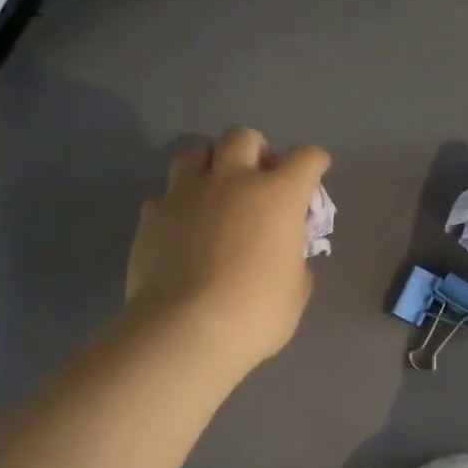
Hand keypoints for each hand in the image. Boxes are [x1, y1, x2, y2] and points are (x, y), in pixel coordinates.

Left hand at [126, 127, 331, 375]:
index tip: (314, 173)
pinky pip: (165, 191)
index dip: (314, 162)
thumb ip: (294, 259)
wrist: (185, 330)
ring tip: (212, 187)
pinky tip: (181, 222)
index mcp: (277, 195)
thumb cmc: (256, 313)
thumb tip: (285, 252)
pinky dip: (177, 200)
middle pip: (243, 137)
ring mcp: (187, 193)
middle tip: (256, 178)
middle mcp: (232, 180)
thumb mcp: (295, 290)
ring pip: (195, 149)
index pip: (305, 158)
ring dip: (209, 162)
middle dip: (255, 150)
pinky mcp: (152, 213)